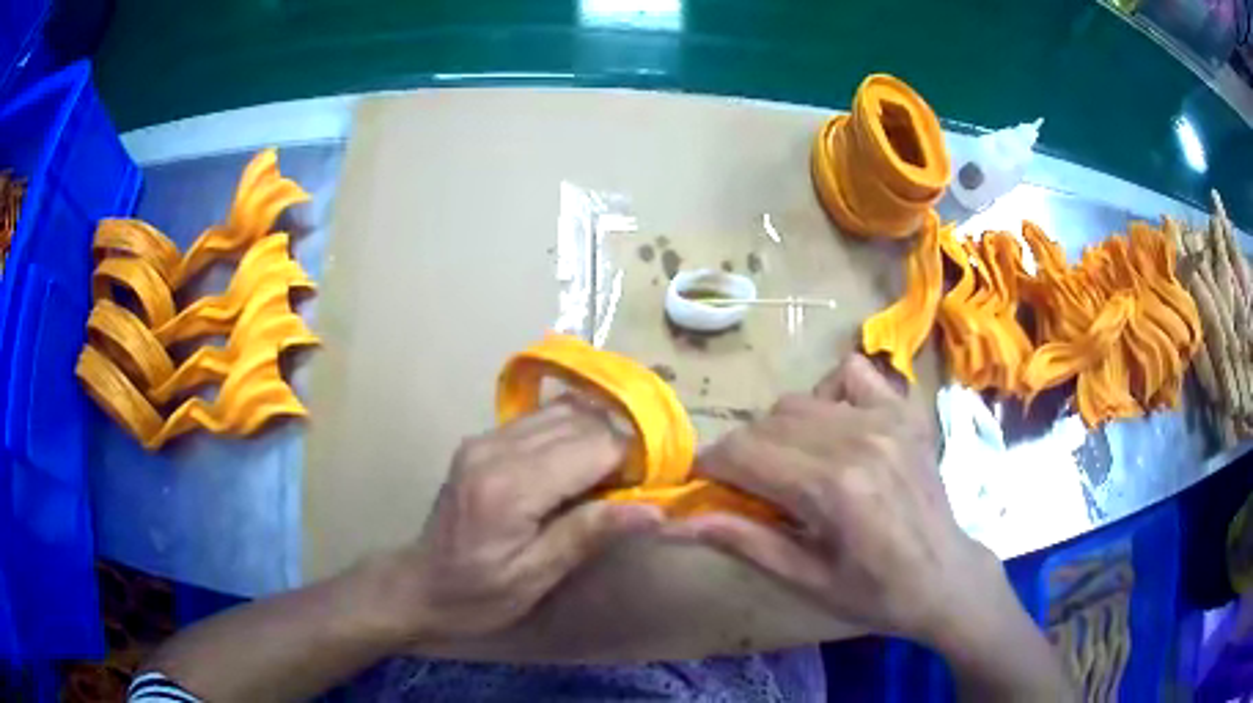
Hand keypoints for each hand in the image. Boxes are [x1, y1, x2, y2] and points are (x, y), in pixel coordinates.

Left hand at [390, 397, 663, 641]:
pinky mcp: (481, 440)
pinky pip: (540, 420)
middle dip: (618, 445)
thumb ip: (590, 533)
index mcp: (510, 486)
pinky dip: (570, 434)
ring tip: (608, 476)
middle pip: (580, 420)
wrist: (418, 585)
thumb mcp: (536, 576)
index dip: (633, 461)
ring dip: (595, 435)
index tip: (653, 488)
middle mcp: (495, 447)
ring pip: (562, 411)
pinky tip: (576, 466)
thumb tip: (656, 510)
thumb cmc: (478, 595)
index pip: (593, 446)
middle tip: (633, 486)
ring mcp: (484, 438)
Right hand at [667, 354, 1008, 646]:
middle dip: (742, 453)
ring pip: (799, 402)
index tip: (704, 486)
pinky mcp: (904, 412)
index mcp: (833, 488)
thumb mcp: (804, 578)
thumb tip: (673, 522)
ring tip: (792, 468)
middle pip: (766, 423)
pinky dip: (828, 395)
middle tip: (751, 490)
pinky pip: (851, 375)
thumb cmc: (874, 592)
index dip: (710, 466)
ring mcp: (887, 419)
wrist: (945, 578)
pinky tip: (833, 428)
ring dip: (778, 431)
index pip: (743, 452)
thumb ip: (741, 540)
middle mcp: (858, 440)